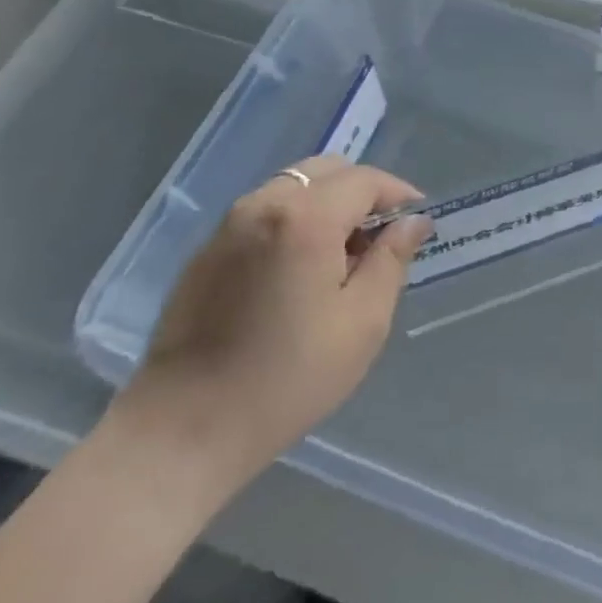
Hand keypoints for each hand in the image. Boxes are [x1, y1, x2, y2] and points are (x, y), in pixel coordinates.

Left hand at [113, 157, 432, 499]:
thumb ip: (392, 260)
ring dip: (327, 203)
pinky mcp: (207, 250)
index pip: (365, 180)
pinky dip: (294, 219)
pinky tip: (298, 269)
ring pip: (293, 186)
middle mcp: (264, 204)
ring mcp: (229, 225)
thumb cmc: (288, 378)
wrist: (183, 431)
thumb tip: (413, 223)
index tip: (418, 219)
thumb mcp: (362, 323)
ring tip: (340, 255)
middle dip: (361, 192)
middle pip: (326, 171)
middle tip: (379, 237)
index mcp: (306, 218)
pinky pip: (264, 211)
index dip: (398, 194)